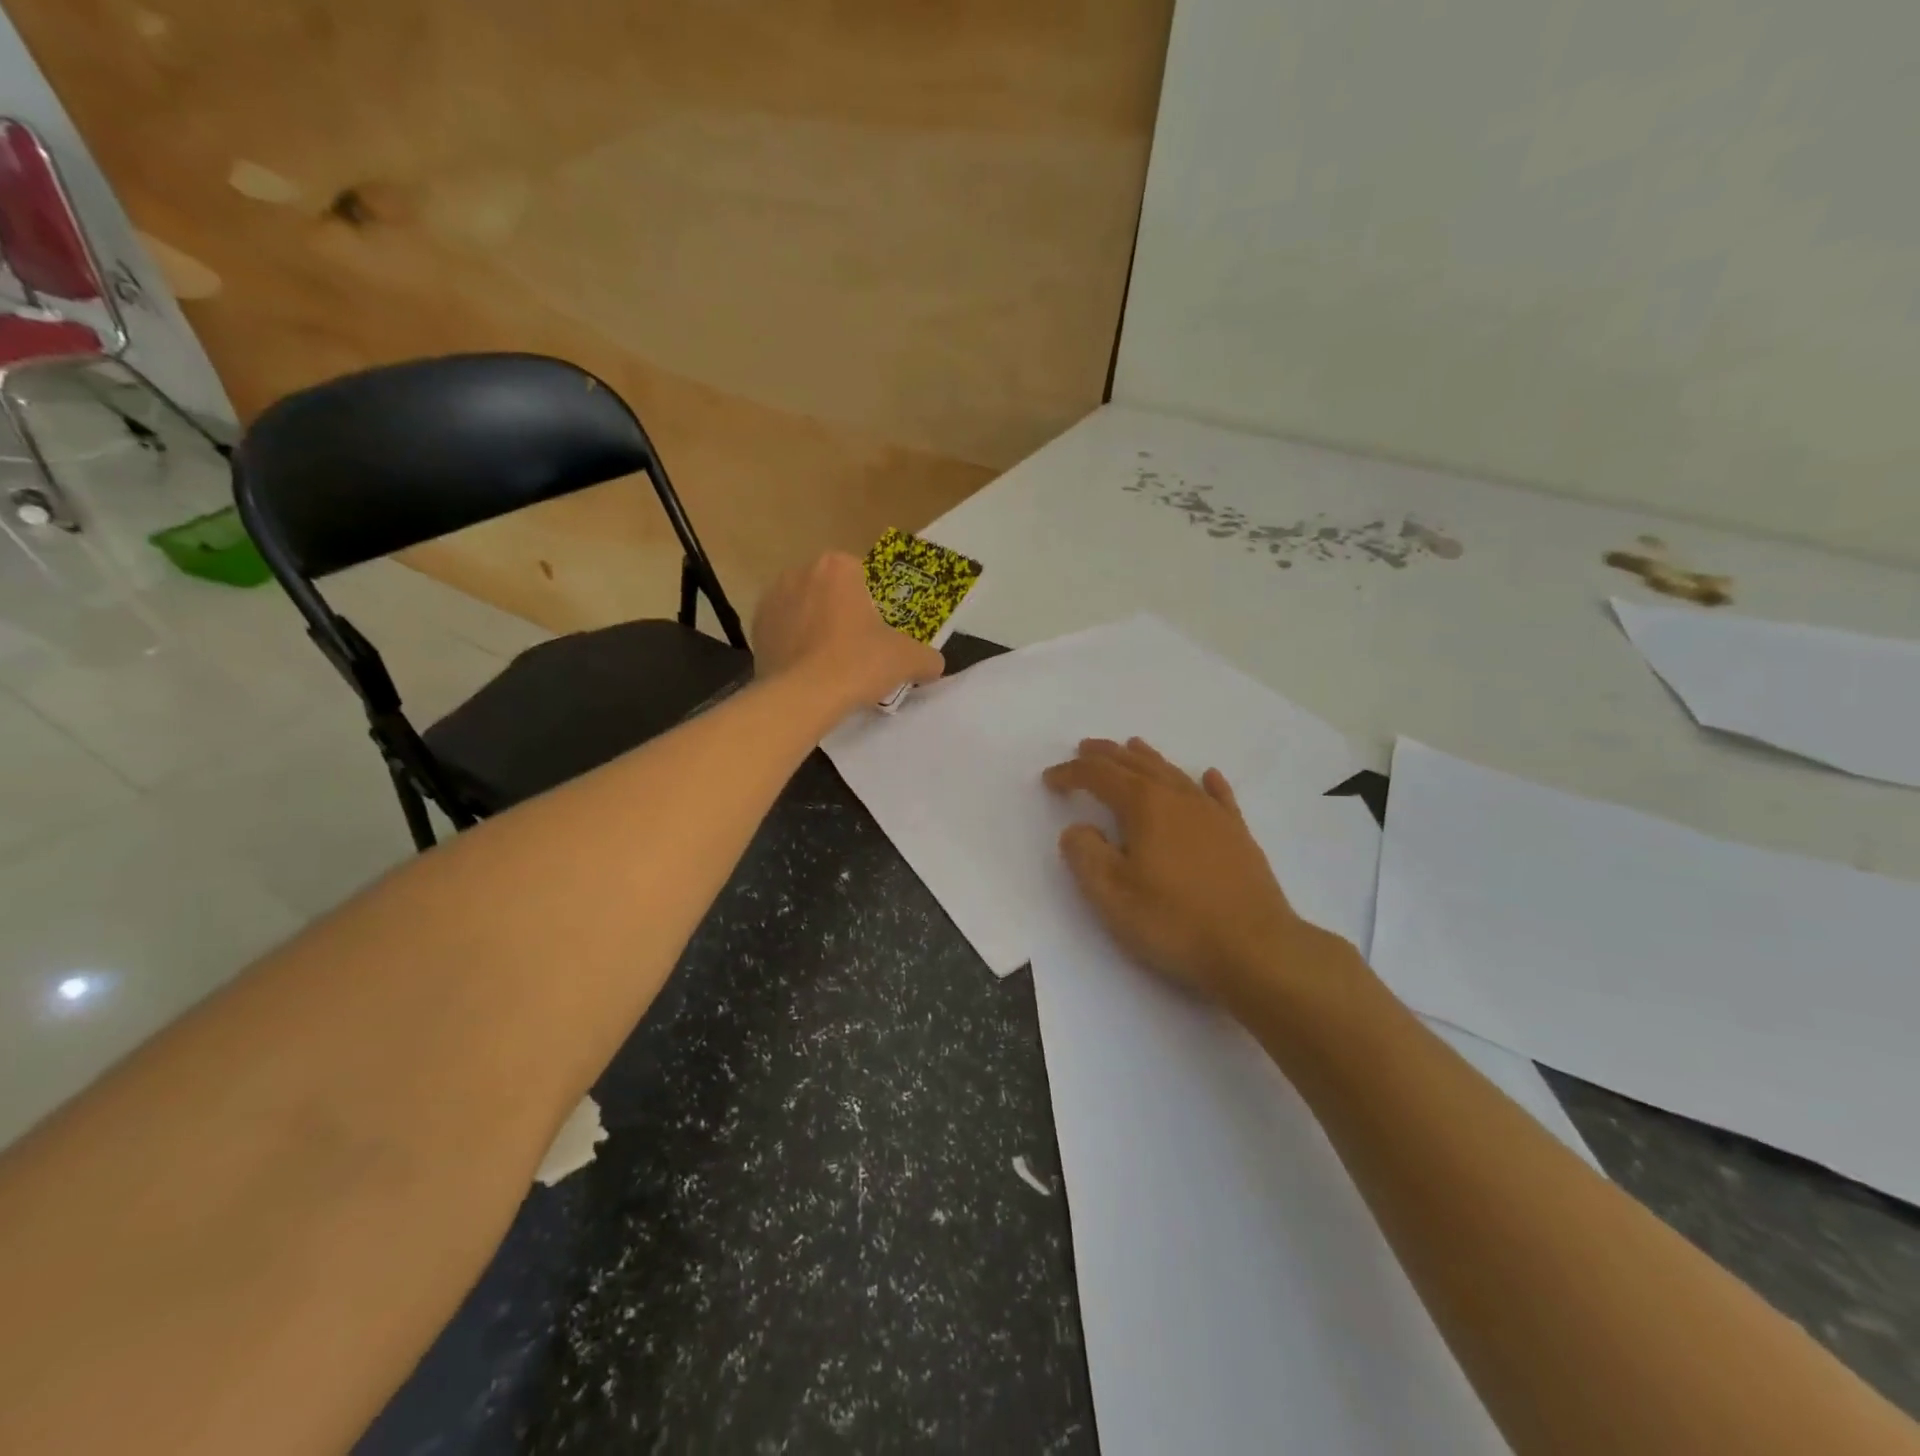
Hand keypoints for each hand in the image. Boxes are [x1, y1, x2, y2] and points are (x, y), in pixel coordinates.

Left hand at [752, 552, 945, 710]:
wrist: (802, 697)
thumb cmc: (858, 663)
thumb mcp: (907, 659)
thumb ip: (927, 657)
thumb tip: (934, 664)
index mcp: (839, 566)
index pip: (864, 574)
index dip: (875, 602)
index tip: (880, 629)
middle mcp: (800, 572)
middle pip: (832, 590)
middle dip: (844, 612)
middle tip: (860, 647)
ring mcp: (772, 599)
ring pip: (805, 610)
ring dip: (817, 628)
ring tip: (832, 663)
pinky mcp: (755, 629)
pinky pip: (784, 632)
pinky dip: (796, 646)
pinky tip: (809, 672)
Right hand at [1043, 738, 1355, 1008]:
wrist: (1255, 949)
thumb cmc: (1174, 922)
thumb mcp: (1111, 894)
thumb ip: (1086, 854)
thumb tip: (1078, 829)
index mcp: (1144, 806)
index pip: (1099, 777)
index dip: (1071, 774)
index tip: (1050, 780)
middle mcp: (1179, 798)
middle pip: (1136, 765)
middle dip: (1106, 755)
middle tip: (1085, 748)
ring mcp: (1213, 815)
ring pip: (1174, 774)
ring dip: (1148, 759)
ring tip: (1132, 747)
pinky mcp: (1239, 836)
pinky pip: (1219, 796)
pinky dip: (1207, 782)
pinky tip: (1207, 775)